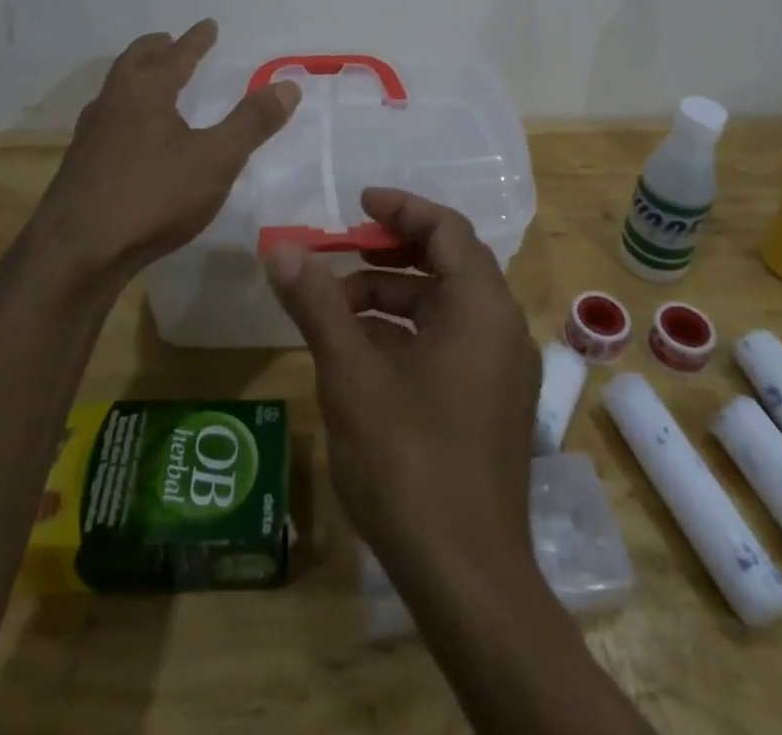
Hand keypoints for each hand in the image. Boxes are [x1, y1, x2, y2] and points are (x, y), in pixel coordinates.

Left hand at [27, 20, 299, 286]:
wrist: (76, 251)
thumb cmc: (152, 196)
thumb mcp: (215, 160)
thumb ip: (251, 123)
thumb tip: (288, 85)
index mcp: (146, 91)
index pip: (176, 55)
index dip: (196, 40)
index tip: (208, 25)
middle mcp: (113, 102)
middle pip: (134, 62)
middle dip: (156, 49)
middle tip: (169, 41)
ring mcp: (91, 133)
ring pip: (115, 89)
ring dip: (135, 77)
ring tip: (150, 82)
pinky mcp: (80, 164)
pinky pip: (106, 120)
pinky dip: (124, 110)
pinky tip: (130, 135)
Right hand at [264, 189, 540, 586]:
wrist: (466, 579)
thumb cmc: (408, 461)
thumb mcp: (351, 374)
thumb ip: (317, 304)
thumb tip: (279, 248)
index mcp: (482, 308)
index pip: (447, 229)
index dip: (402, 208)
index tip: (358, 202)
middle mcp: (502, 328)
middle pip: (448, 263)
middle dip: (390, 252)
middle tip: (340, 252)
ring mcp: (501, 369)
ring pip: (444, 306)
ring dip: (391, 297)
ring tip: (335, 309)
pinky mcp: (491, 402)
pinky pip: (449, 342)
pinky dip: (407, 333)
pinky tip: (361, 353)